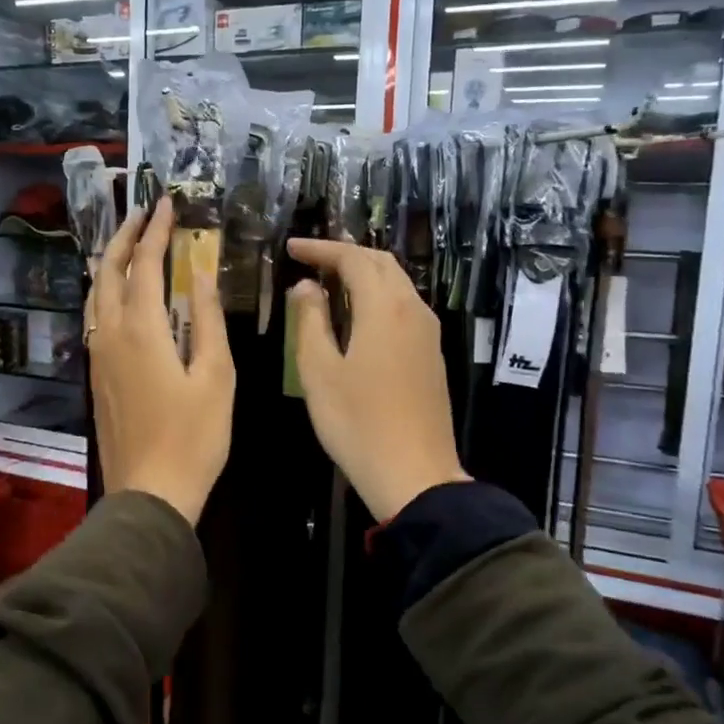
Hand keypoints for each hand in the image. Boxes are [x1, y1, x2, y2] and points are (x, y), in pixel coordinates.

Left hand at [88, 198, 234, 525]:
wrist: (149, 493)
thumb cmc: (194, 438)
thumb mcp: (216, 377)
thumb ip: (207, 321)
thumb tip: (201, 275)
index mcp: (141, 331)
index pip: (144, 264)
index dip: (155, 230)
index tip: (165, 202)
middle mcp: (110, 335)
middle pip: (108, 272)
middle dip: (123, 236)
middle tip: (142, 213)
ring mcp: (97, 356)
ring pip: (94, 295)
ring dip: (109, 262)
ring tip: (126, 244)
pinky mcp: (96, 376)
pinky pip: (94, 318)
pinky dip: (104, 292)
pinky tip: (118, 295)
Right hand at [287, 239, 469, 522]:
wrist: (415, 475)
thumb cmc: (357, 423)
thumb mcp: (319, 371)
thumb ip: (310, 321)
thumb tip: (306, 287)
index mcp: (384, 308)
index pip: (353, 259)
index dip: (321, 249)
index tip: (291, 248)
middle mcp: (413, 310)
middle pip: (382, 263)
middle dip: (345, 254)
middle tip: (310, 259)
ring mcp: (428, 333)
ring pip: (398, 284)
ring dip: (364, 274)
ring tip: (330, 282)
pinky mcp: (432, 355)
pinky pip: (404, 307)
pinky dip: (378, 296)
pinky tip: (357, 315)